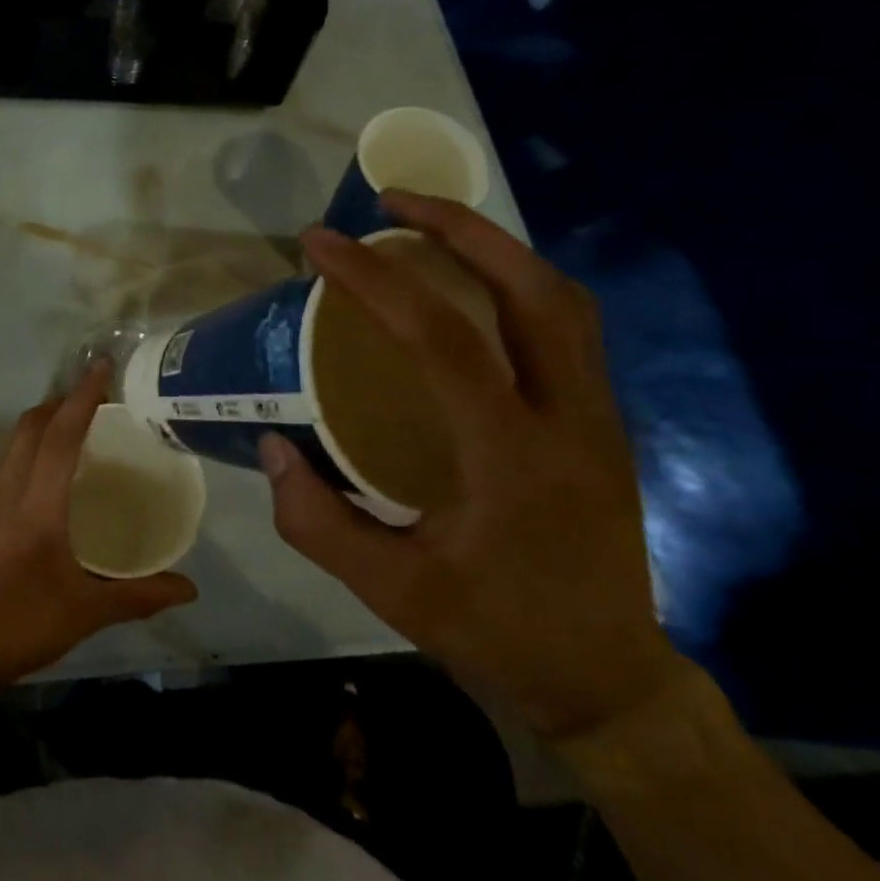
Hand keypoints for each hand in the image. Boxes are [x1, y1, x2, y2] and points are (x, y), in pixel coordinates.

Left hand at [0, 364, 197, 699]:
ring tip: (73, 427)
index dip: (83, 398)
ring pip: (13, 443)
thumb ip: (139, 595)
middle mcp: (7, 490)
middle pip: (30, 427)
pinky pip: (6, 465)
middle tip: (94, 396)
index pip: (61, 436)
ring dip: (41, 424)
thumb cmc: (22, 625)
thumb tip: (190, 588)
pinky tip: (46, 475)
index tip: (101, 367)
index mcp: (37, 504)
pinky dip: (29, 450)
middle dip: (61, 402)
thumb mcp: (87, 611)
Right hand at [262, 191, 681, 740]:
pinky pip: (565, 327)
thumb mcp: (390, 592)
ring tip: (430, 226)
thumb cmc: (496, 633)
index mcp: (512, 458)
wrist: (606, 679)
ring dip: (495, 248)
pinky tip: (470, 290)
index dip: (375, 279)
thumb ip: (318, 521)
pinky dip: (515, 285)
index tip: (319, 242)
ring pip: (562, 300)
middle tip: (392, 201)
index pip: (443, 340)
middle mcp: (570, 421)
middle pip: (533, 290)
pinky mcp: (602, 422)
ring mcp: (599, 417)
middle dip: (461, 228)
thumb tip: (272, 448)